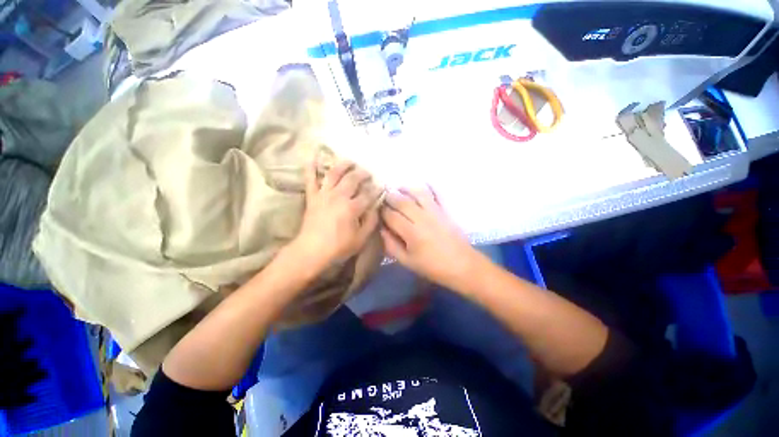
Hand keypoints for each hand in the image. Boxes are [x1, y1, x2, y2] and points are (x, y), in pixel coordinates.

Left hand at [291, 160, 380, 270]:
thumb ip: (371, 221)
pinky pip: (310, 180)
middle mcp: (338, 196)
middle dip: (362, 174)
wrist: (311, 251)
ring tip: (350, 162)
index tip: (381, 187)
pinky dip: (311, 168)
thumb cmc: (338, 247)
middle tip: (368, 173)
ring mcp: (324, 195)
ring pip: (334, 174)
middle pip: (352, 179)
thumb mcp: (361, 239)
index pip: (368, 194)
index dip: (376, 190)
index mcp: (352, 207)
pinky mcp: (312, 197)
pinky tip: (313, 158)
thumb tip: (376, 207)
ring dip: (343, 165)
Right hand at [380, 187, 479, 288]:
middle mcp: (422, 218)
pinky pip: (435, 193)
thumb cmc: (432, 267)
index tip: (376, 210)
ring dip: (405, 188)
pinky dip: (427, 187)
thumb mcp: (407, 261)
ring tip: (397, 189)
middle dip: (389, 197)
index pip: (391, 216)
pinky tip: (419, 187)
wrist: (462, 265)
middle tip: (383, 197)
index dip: (381, 211)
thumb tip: (381, 229)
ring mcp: (435, 211)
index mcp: (411, 233)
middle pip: (402, 201)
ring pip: (417, 193)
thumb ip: (391, 245)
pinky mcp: (444, 209)